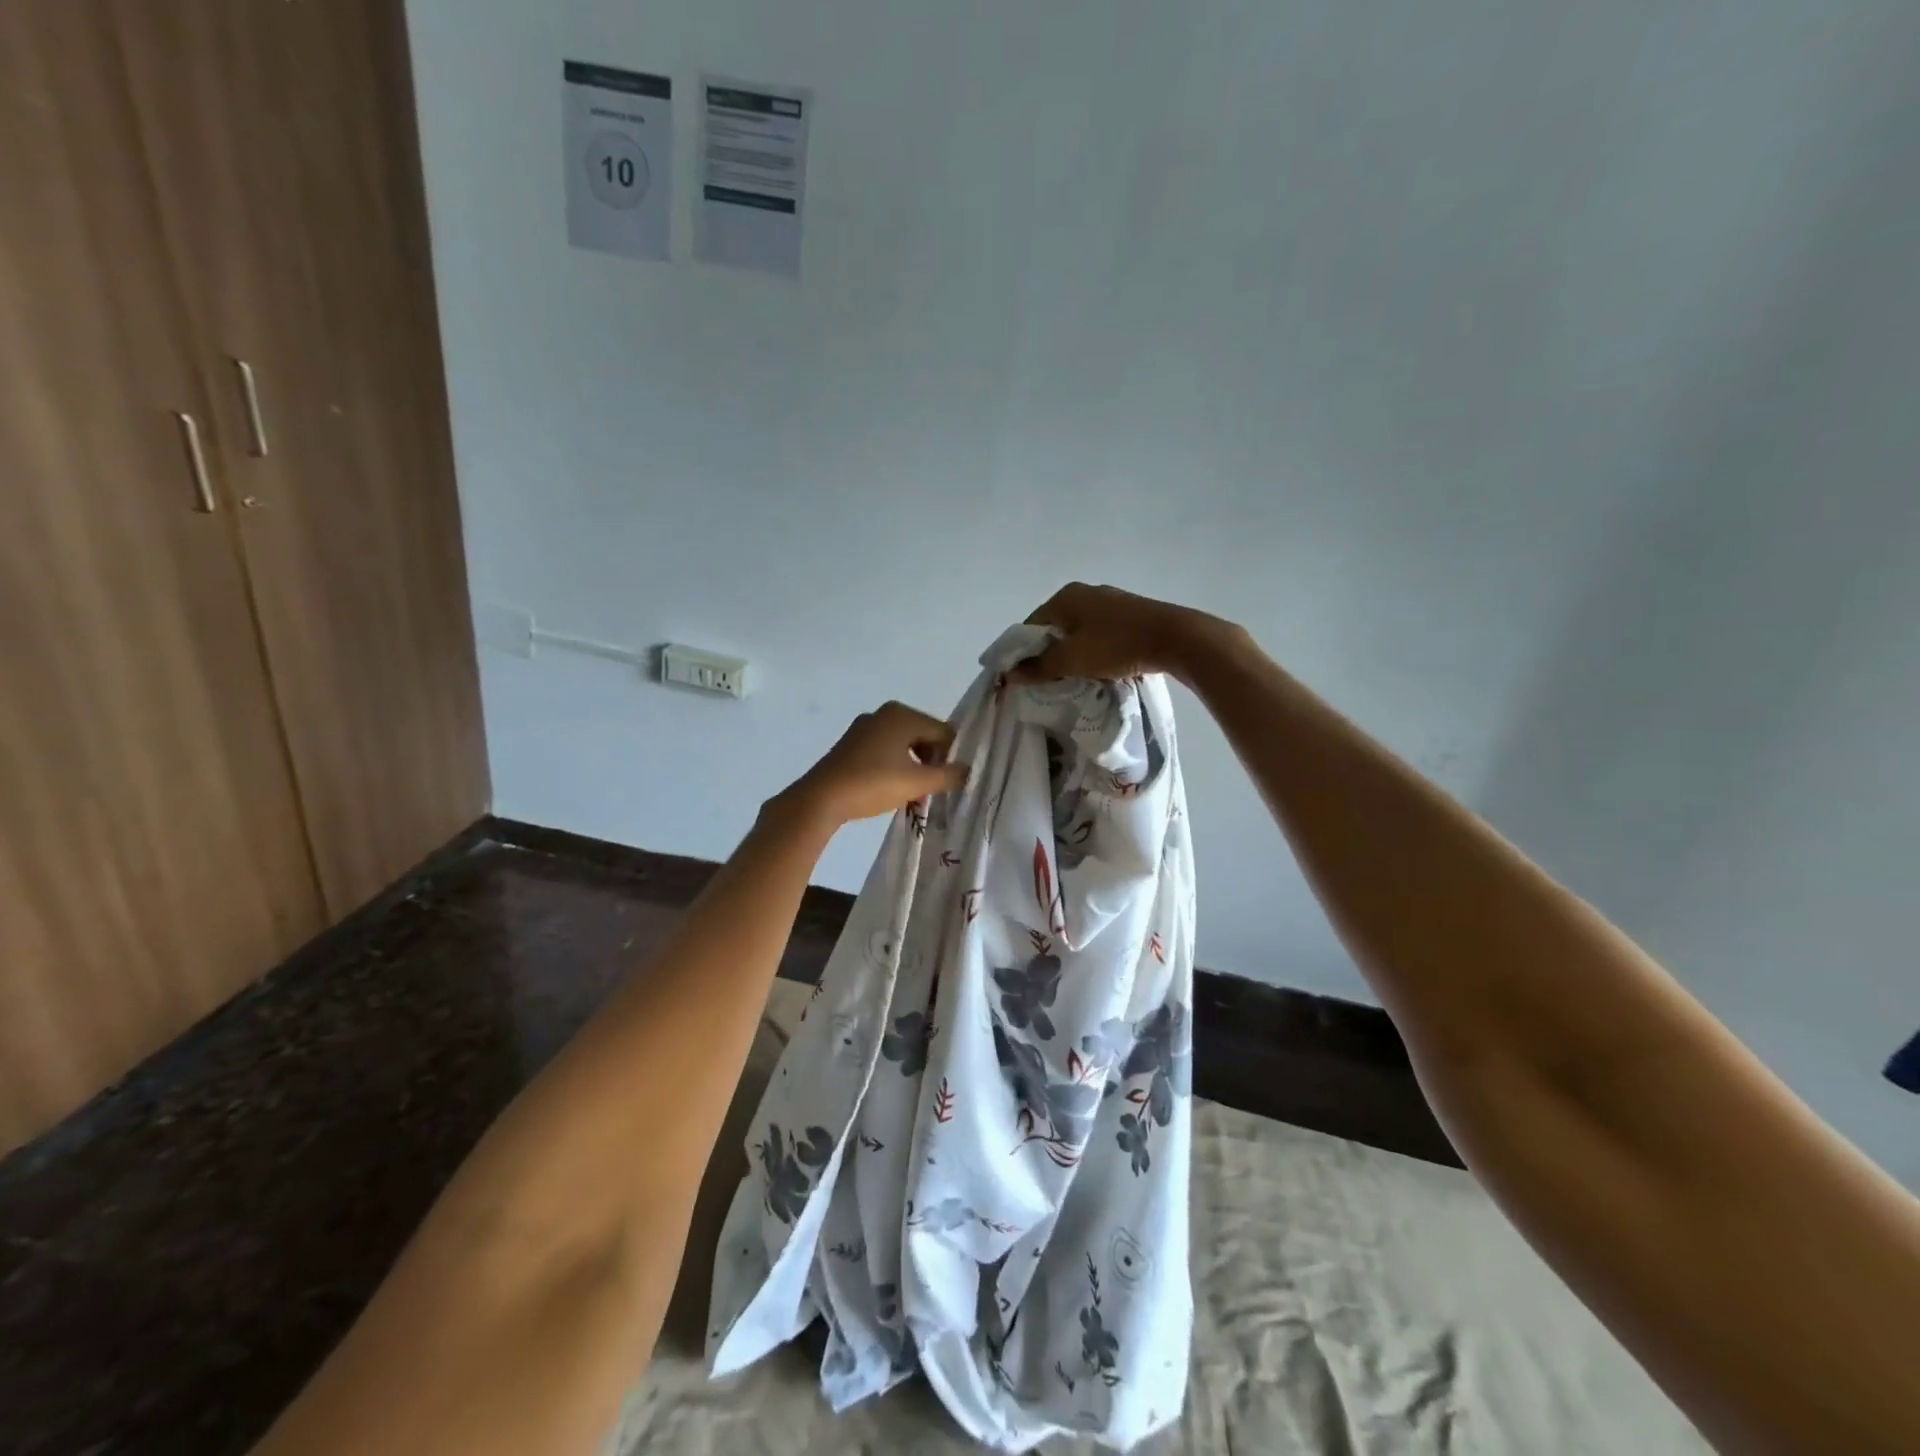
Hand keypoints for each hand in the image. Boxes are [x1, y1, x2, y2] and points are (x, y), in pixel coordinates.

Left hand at [782, 701, 968, 827]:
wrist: (821, 798)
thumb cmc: (873, 783)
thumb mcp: (917, 782)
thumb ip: (948, 776)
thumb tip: (968, 771)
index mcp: (902, 714)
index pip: (943, 732)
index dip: (952, 757)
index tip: (952, 782)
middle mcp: (883, 714)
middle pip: (923, 737)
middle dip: (932, 763)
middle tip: (934, 790)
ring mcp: (864, 729)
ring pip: (903, 746)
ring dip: (914, 769)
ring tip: (915, 794)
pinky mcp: (850, 746)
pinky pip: (884, 752)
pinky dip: (895, 768)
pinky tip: (893, 790)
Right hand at [1006, 582, 1235, 684]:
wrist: (1175, 639)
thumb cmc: (1116, 645)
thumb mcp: (1071, 660)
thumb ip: (1039, 668)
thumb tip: (1010, 674)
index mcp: (1065, 597)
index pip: (1030, 626)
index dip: (1022, 653)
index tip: (1023, 678)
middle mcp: (1085, 593)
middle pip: (1054, 628)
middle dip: (1048, 654)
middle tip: (1046, 682)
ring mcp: (1109, 602)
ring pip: (1077, 632)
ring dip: (1071, 654)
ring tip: (1071, 678)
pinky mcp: (1129, 614)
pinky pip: (1098, 634)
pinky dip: (1092, 650)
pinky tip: (1097, 668)